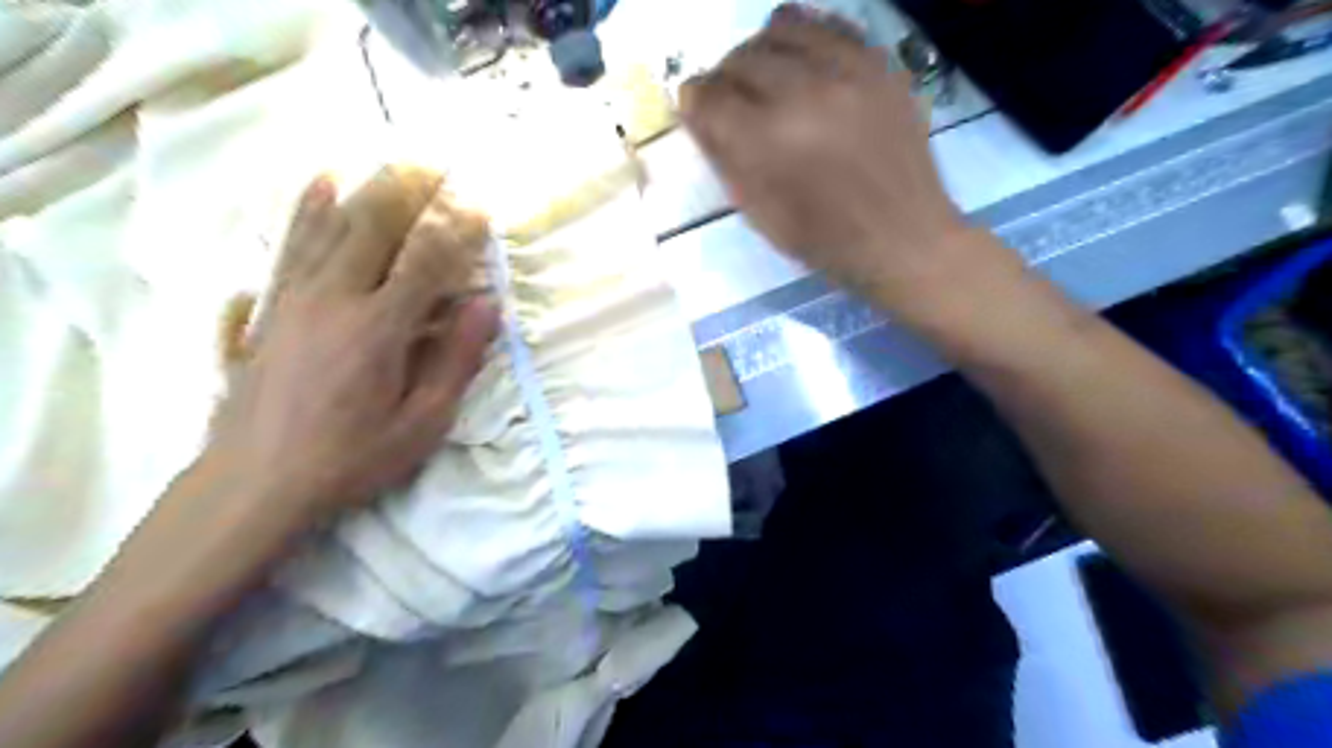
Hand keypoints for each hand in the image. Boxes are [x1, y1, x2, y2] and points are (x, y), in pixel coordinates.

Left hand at [206, 163, 499, 522]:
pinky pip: (292, 243)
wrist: (255, 482)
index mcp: (379, 328)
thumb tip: (488, 305)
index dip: (458, 230)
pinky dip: (309, 208)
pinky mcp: (271, 305)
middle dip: (411, 190)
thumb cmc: (352, 458)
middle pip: (376, 226)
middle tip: (439, 162)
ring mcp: (295, 297)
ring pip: (333, 225)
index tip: (482, 208)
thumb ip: (455, 358)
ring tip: (392, 160)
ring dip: (367, 188)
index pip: (428, 261)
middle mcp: (335, 298)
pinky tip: (320, 184)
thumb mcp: (422, 421)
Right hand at [686, 5, 987, 318]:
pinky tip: (806, 66)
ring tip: (768, 79)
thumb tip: (701, 115)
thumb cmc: (823, 238)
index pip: (708, 95)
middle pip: (740, 58)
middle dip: (725, 79)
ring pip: (782, 27)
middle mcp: (803, 92)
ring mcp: (847, 70)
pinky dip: (807, 41)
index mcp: (766, 140)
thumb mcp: (758, 213)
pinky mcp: (879, 63)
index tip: (700, 112)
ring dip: (762, 52)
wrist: (901, 236)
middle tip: (733, 103)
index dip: (695, 102)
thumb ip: (725, 158)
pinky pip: (830, 26)